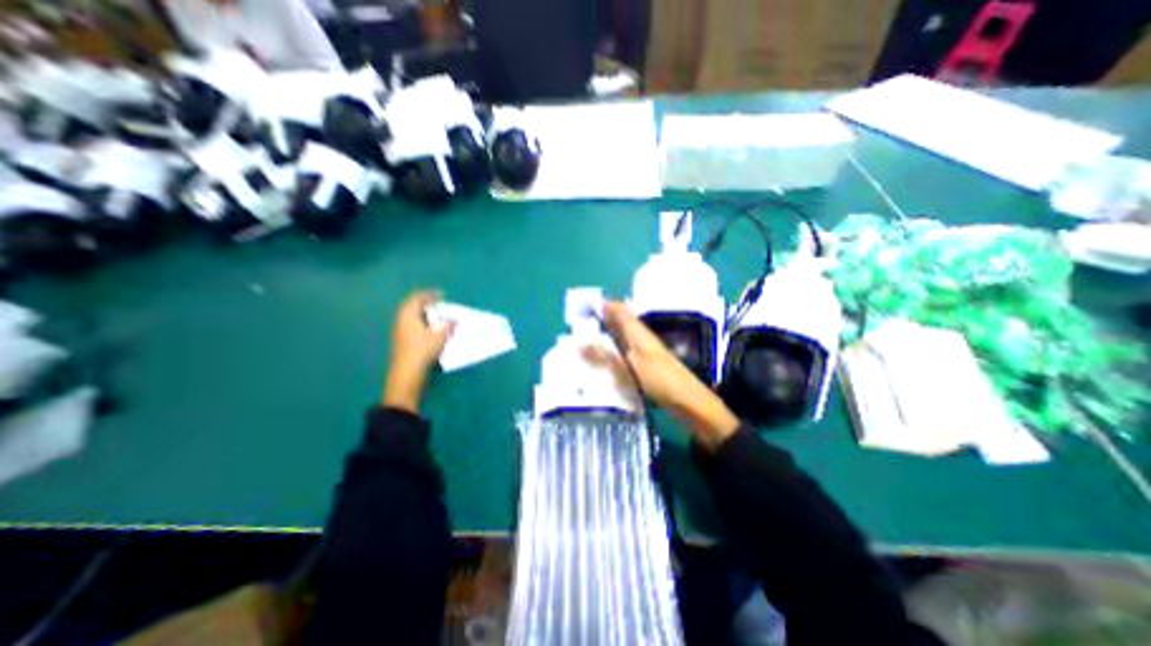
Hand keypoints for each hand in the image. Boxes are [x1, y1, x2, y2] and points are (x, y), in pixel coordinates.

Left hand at [382, 290, 454, 414]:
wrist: (408, 372)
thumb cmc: (423, 349)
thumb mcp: (440, 335)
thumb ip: (448, 324)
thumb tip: (454, 320)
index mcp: (408, 314)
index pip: (418, 298)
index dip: (430, 295)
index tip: (441, 294)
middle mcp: (401, 319)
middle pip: (413, 306)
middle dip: (426, 304)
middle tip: (440, 305)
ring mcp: (400, 331)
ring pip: (413, 317)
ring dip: (425, 315)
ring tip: (438, 317)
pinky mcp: (402, 341)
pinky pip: (413, 325)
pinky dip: (423, 323)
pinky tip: (432, 329)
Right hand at [588, 301, 742, 449]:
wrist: (688, 402)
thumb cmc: (660, 379)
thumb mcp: (628, 367)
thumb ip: (603, 356)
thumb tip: (579, 343)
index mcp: (638, 332)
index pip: (619, 310)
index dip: (602, 305)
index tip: (581, 306)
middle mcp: (640, 338)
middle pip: (618, 324)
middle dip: (598, 323)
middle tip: (576, 328)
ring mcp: (643, 353)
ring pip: (619, 340)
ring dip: (603, 340)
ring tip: (582, 345)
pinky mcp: (644, 367)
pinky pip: (622, 355)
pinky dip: (610, 356)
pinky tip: (600, 365)